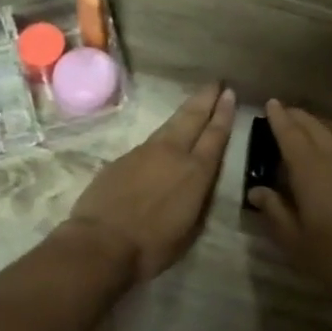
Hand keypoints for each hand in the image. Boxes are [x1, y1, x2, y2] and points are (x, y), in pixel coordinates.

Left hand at [65, 83, 236, 282]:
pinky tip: (163, 139)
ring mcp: (144, 153)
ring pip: (169, 125)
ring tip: (194, 102)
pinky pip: (149, 142)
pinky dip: (162, 135)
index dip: (224, 114)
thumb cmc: (152, 247)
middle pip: (192, 118)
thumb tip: (198, 185)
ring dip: (184, 112)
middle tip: (216, 83)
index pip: (215, 136)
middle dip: (206, 99)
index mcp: (196, 173)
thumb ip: (197, 200)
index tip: (230, 95)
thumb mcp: (189, 229)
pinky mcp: (122, 158)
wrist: (101, 243)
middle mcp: (172, 154)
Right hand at [248, 99, 331, 313]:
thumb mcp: (294, 240)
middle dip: (298, 117)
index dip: (279, 118)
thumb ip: (274, 210)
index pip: (290, 134)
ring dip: (321, 123)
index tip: (271, 104)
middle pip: (315, 127)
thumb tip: (257, 190)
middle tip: (285, 112)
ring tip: (310, 125)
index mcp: (310, 171)